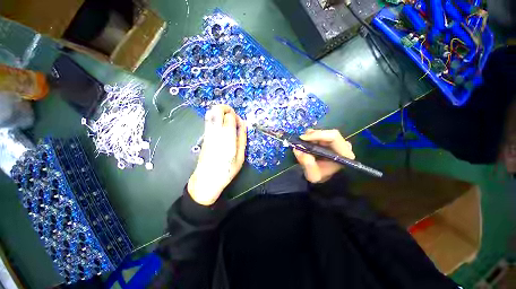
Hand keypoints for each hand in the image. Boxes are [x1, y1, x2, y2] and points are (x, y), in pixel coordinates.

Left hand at [187, 105, 246, 205]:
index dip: (236, 116)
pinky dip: (216, 118)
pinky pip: (209, 121)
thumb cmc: (227, 170)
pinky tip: (222, 127)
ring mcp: (208, 133)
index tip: (240, 123)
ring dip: (220, 112)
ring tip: (228, 121)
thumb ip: (242, 138)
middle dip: (226, 108)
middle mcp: (215, 132)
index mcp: (227, 137)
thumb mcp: (240, 156)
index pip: (230, 116)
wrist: (206, 180)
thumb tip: (243, 123)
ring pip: (210, 113)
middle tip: (233, 116)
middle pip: (217, 109)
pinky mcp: (204, 136)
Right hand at [293, 129, 354, 183]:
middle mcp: (344, 146)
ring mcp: (338, 142)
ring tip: (302, 143)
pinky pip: (321, 134)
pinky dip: (311, 137)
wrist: (322, 178)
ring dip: (311, 136)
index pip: (333, 137)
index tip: (303, 138)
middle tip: (300, 140)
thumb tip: (297, 148)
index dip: (317, 135)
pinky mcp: (331, 141)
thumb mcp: (312, 175)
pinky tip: (306, 141)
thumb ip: (307, 163)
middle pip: (328, 133)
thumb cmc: (320, 177)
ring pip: (323, 132)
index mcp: (344, 154)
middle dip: (312, 135)